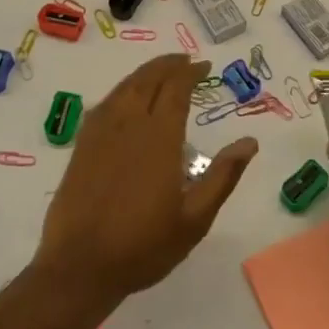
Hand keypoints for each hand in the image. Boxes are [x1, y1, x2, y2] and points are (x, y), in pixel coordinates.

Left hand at [33, 55, 256, 310]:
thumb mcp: (194, 219)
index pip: (176, 89)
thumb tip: (250, 142)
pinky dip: (122, 90)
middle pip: (149, 80)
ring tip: (160, 71)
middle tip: (185, 61)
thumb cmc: (143, 246)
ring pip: (125, 88)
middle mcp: (130, 125)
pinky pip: (105, 104)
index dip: (191, 72)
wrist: (79, 267)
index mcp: (160, 137)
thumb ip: (223, 176)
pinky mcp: (82, 146)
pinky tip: (126, 98)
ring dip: (145, 73)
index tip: (204, 66)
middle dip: (169, 65)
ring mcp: (101, 133)